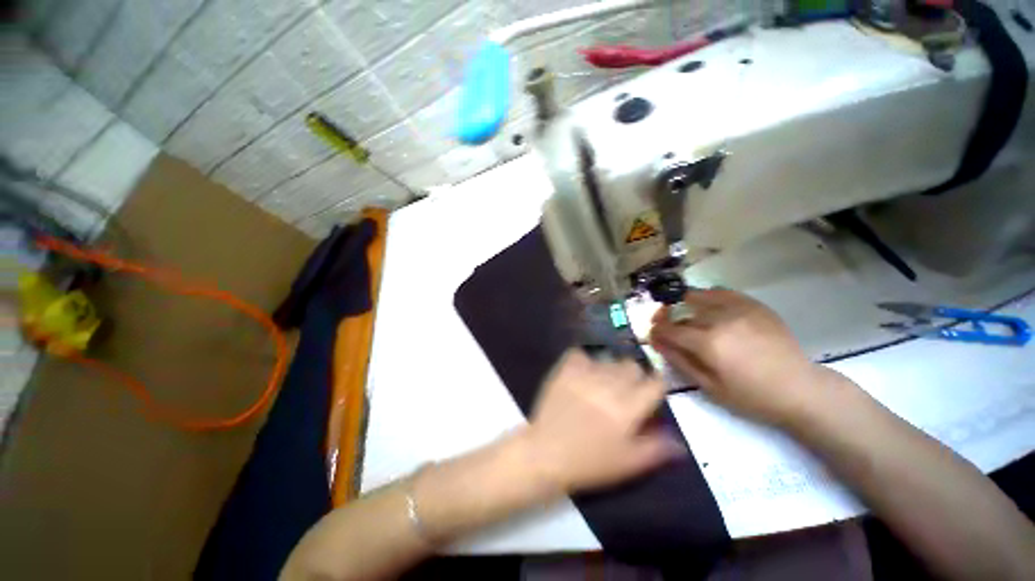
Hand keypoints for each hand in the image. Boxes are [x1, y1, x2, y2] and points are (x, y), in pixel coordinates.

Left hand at [520, 350, 685, 492]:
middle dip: (634, 378)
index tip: (650, 394)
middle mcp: (610, 383)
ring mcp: (586, 372)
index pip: (656, 383)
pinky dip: (584, 361)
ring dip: (610, 370)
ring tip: (601, 386)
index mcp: (629, 407)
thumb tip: (680, 442)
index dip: (656, 387)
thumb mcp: (629, 463)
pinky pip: (581, 353)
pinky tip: (581, 375)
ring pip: (609, 359)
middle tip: (623, 394)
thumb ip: (657, 449)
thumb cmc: (590, 462)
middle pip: (633, 366)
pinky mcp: (566, 368)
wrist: (546, 452)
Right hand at [649, 289, 823, 426]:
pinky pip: (722, 292)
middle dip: (667, 317)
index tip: (652, 334)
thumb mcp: (709, 387)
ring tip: (687, 316)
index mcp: (708, 342)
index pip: (668, 328)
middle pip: (680, 310)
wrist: (800, 389)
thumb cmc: (752, 396)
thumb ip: (678, 360)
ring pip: (698, 296)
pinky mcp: (753, 305)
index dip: (655, 330)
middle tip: (666, 326)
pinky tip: (710, 309)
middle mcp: (720, 319)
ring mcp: (738, 308)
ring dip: (685, 305)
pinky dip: (708, 298)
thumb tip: (657, 341)